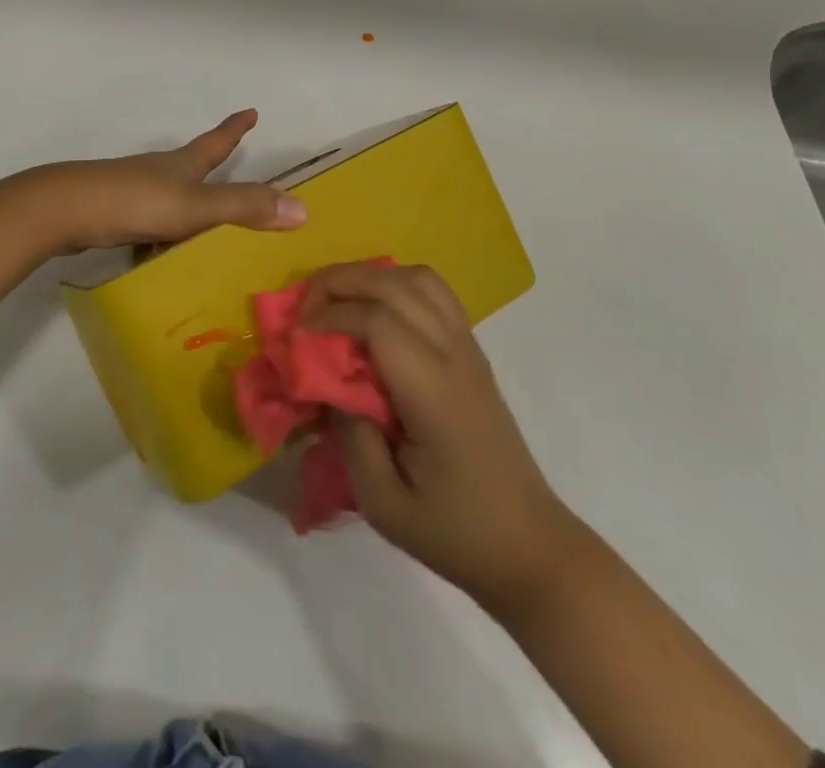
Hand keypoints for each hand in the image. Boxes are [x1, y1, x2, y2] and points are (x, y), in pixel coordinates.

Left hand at [28, 109, 306, 253]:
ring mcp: (132, 190)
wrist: (66, 209)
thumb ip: (244, 207)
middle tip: (226, 162)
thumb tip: (301, 208)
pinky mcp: (112, 213)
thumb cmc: (136, 202)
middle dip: (209, 162)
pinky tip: (159, 254)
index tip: (250, 110)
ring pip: (167, 193)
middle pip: (190, 162)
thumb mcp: (196, 207)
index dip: (234, 128)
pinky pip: (147, 221)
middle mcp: (158, 171)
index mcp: (182, 165)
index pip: (216, 141)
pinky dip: (159, 232)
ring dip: (185, 202)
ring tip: (200, 224)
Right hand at [304, 262, 580, 611]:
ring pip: (418, 277)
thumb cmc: (455, 532)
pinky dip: (395, 285)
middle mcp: (453, 354)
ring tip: (337, 303)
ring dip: (370, 277)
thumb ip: (350, 436)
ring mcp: (468, 348)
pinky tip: (373, 313)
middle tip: (304, 309)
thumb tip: (330, 386)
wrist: (529, 546)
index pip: (376, 321)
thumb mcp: (384, 504)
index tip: (295, 338)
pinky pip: (433, 293)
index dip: (329, 317)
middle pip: (394, 284)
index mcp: (433, 391)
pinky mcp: (471, 352)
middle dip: (340, 282)